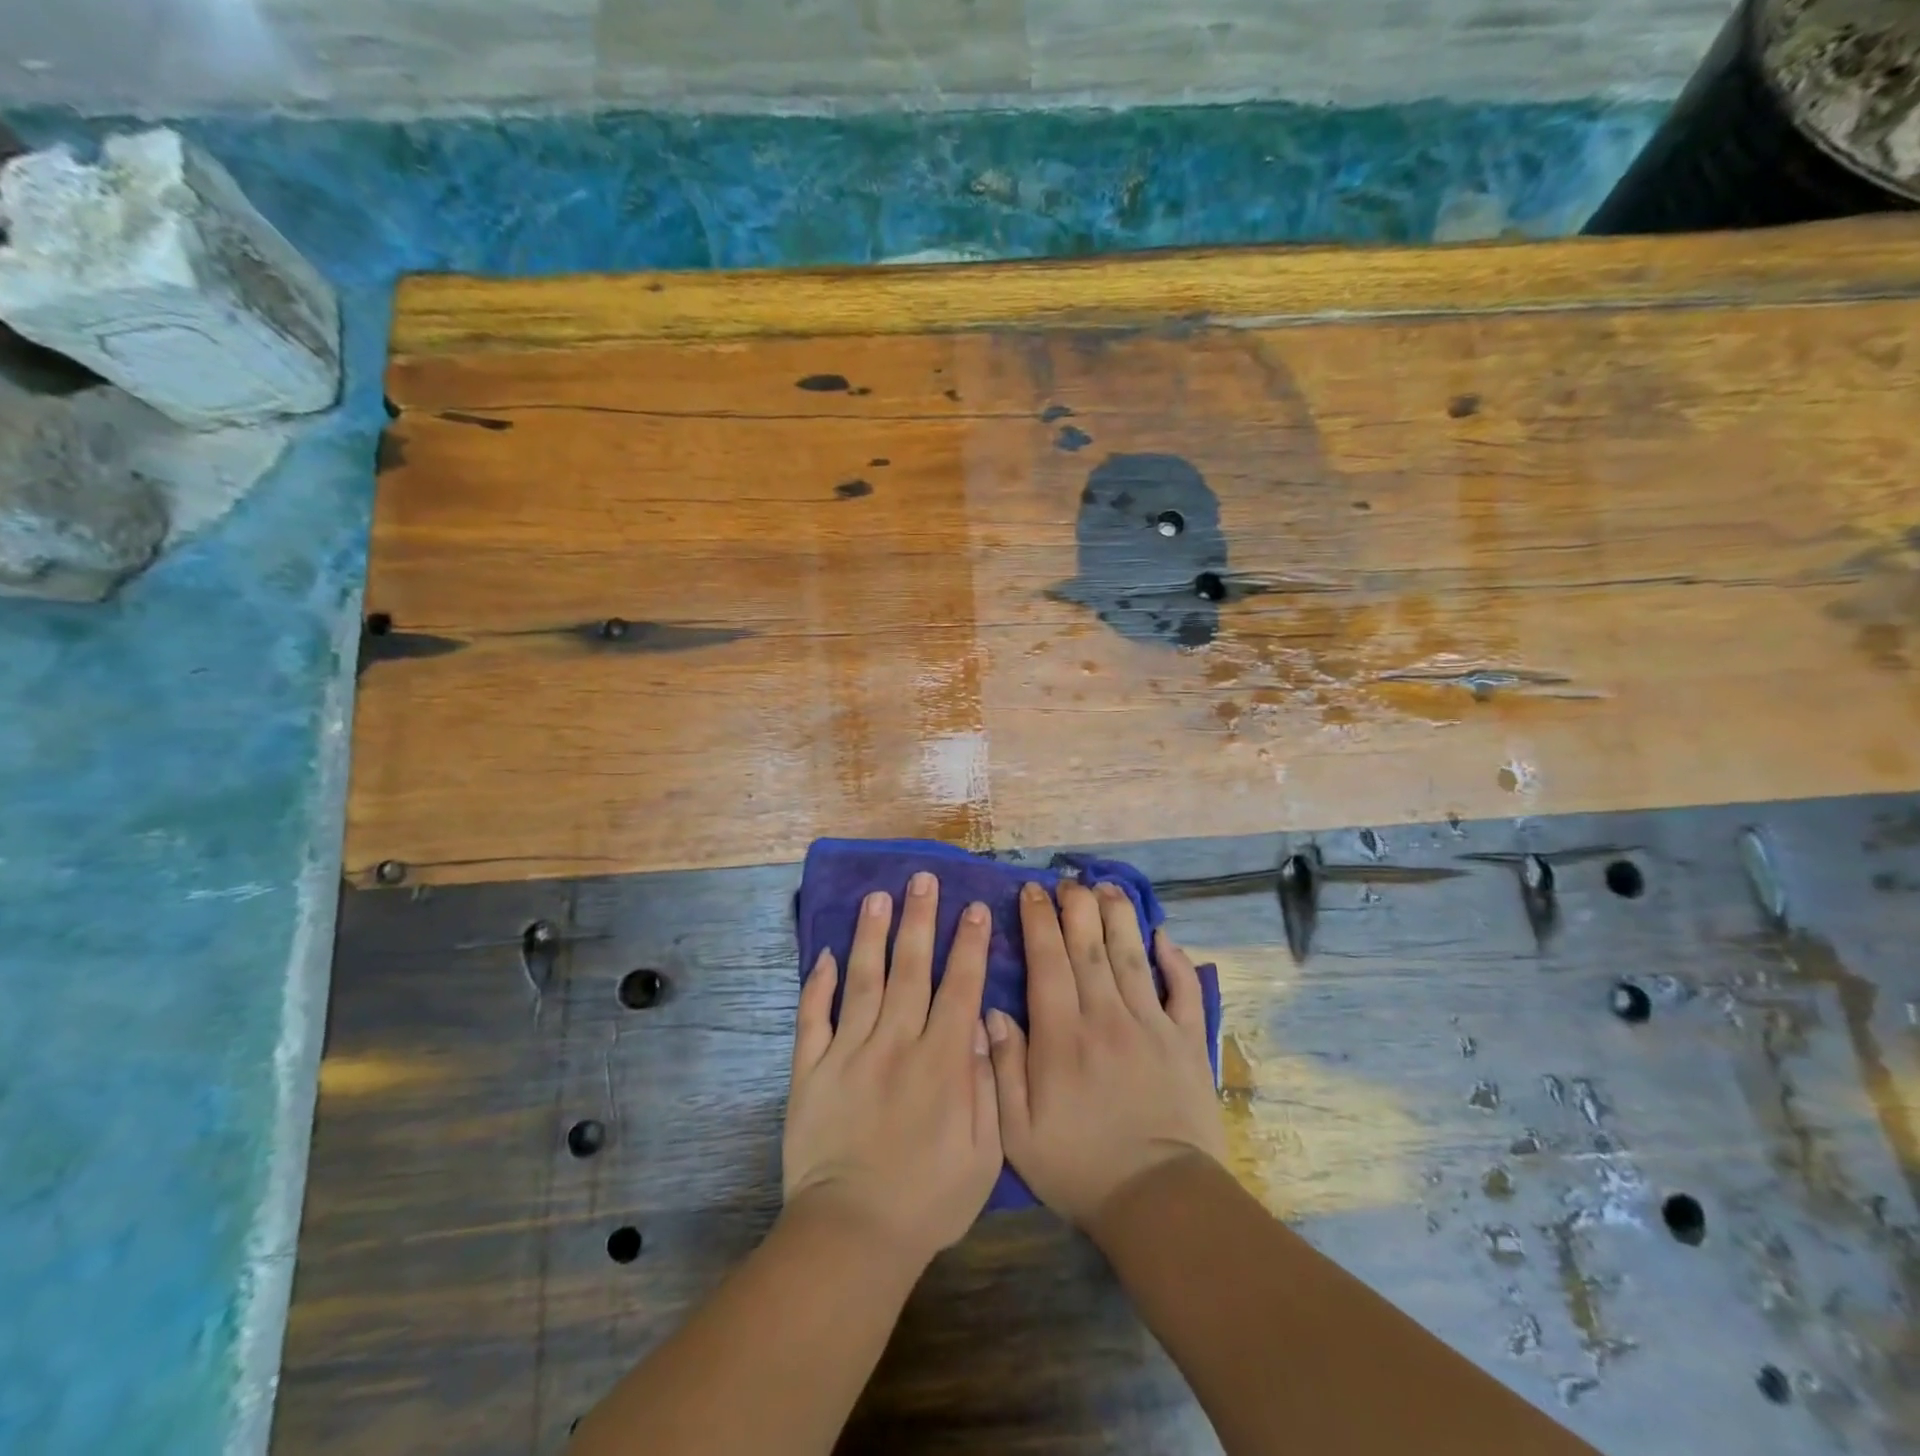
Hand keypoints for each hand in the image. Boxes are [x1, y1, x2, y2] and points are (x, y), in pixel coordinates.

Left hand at [783, 872, 1001, 1269]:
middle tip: (922, 879)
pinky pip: (812, 1018)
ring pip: (862, 980)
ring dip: (870, 935)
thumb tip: (982, 1026)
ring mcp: (847, 1052)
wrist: (853, 1236)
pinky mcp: (809, 1070)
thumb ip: (987, 1084)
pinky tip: (822, 955)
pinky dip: (816, 985)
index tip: (973, 907)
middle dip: (919, 919)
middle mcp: (895, 1043)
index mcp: (941, 1061)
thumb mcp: (984, 1153)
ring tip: (876, 897)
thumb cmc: (929, 1200)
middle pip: (910, 968)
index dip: (968, 944)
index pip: (960, 987)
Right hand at [986, 880, 1225, 1228]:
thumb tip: (991, 1010)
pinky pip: (1182, 989)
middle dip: (1076, 906)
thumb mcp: (1018, 1132)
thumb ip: (1003, 1066)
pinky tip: (1163, 936)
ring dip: (1119, 916)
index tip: (1031, 891)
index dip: (1038, 920)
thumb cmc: (1080, 1167)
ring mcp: (1151, 1024)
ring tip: (1108, 887)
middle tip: (1068, 880)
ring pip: (1132, 955)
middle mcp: (1106, 1016)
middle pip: (1089, 946)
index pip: (1047, 960)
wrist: (1160, 1201)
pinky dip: (1174, 960)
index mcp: (1062, 1035)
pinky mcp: (1187, 1040)